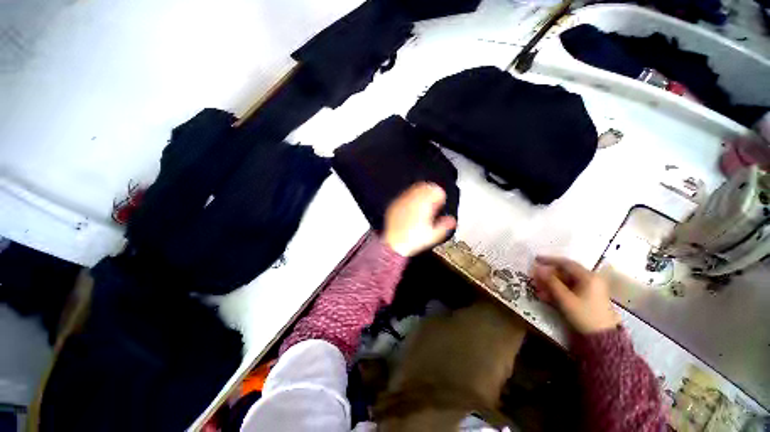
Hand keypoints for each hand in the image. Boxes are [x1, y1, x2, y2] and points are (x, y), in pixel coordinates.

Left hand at [383, 182, 456, 256]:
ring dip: (421, 194)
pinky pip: (404, 196)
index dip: (440, 196)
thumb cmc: (412, 240)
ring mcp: (401, 201)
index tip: (440, 203)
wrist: (393, 245)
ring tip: (423, 205)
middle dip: (431, 193)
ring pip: (414, 189)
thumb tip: (451, 220)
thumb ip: (444, 226)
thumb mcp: (433, 236)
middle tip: (433, 202)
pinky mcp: (394, 205)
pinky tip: (412, 209)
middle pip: (425, 186)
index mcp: (423, 205)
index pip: (435, 191)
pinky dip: (411, 199)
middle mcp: (412, 200)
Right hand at [531, 256, 619, 334]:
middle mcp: (591, 279)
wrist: (603, 338)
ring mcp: (590, 289)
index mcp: (588, 277)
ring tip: (538, 287)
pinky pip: (570, 289)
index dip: (549, 260)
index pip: (566, 263)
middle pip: (565, 272)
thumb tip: (537, 269)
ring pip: (566, 281)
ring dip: (551, 283)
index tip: (535, 259)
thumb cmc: (584, 315)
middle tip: (534, 276)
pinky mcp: (588, 297)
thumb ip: (551, 282)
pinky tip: (546, 296)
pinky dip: (558, 290)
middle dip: (548, 274)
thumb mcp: (565, 299)